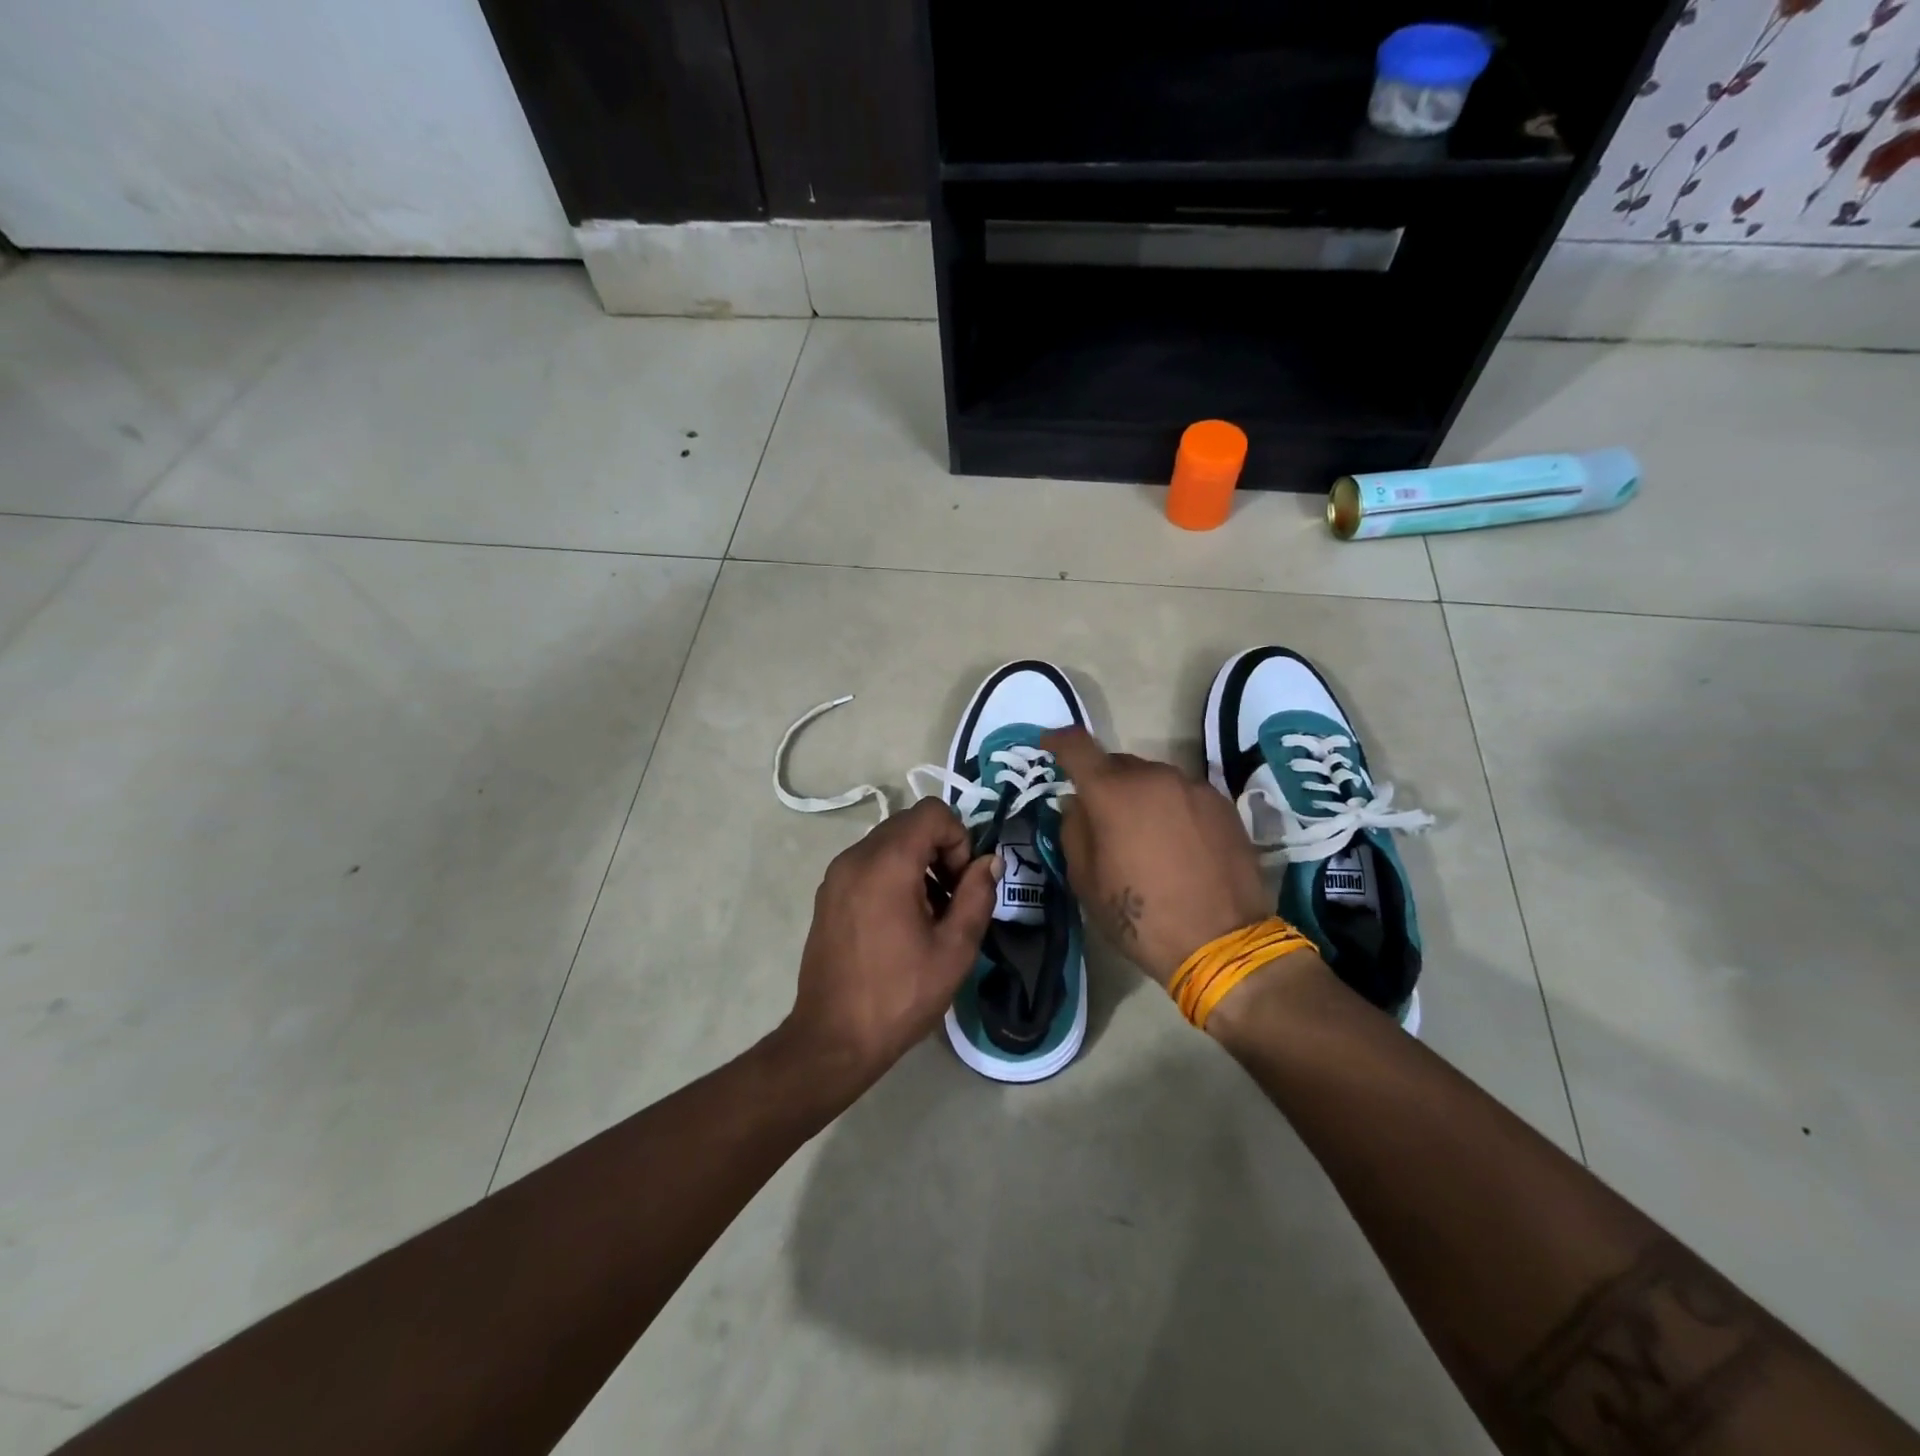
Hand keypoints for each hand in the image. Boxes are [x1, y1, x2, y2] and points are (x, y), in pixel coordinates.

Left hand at [784, 797, 998, 1095]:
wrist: (833, 1038)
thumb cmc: (900, 995)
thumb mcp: (955, 949)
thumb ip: (977, 895)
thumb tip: (988, 861)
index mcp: (887, 864)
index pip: (932, 813)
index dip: (959, 839)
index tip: (962, 883)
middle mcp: (856, 857)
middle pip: (909, 824)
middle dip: (940, 850)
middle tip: (951, 899)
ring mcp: (836, 874)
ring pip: (889, 843)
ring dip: (918, 863)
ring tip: (930, 915)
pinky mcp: (828, 894)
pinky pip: (869, 863)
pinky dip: (893, 875)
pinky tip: (901, 922)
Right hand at [1043, 729, 1270, 986]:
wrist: (1221, 943)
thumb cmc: (1140, 917)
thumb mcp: (1086, 881)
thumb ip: (1074, 831)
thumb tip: (1077, 804)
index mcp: (1112, 792)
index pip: (1077, 746)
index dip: (1058, 740)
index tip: (1049, 744)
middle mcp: (1154, 777)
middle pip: (1118, 764)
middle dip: (1103, 782)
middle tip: (1101, 816)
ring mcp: (1193, 788)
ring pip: (1153, 779)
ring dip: (1140, 797)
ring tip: (1144, 836)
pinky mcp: (1223, 805)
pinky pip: (1184, 795)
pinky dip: (1171, 808)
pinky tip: (1177, 844)